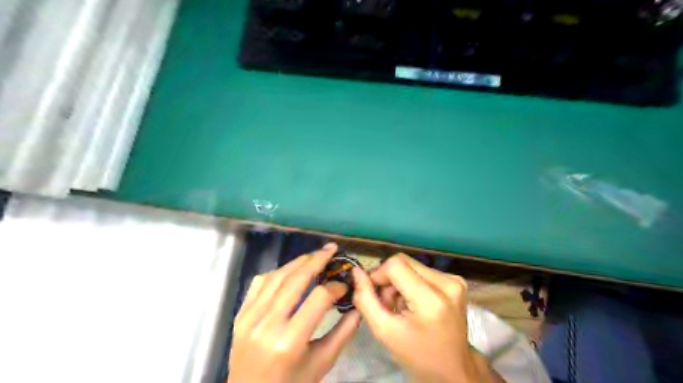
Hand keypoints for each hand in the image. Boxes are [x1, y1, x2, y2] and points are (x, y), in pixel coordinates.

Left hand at [229, 245, 359, 381]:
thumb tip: (358, 308)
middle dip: (317, 260)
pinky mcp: (240, 315)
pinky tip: (289, 270)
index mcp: (290, 341)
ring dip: (297, 261)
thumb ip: (342, 334)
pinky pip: (259, 283)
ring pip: (277, 276)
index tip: (344, 285)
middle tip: (331, 249)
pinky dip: (277, 272)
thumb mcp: (321, 364)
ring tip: (314, 255)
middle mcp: (267, 324)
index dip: (335, 287)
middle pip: (296, 279)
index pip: (318, 298)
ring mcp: (249, 317)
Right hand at [351, 254, 499, 382]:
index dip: (378, 275)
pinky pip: (422, 271)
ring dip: (399, 282)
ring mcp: (454, 281)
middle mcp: (448, 283)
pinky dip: (411, 284)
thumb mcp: (384, 331)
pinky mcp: (455, 282)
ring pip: (411, 265)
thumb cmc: (417, 355)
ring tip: (401, 307)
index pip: (395, 265)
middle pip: (403, 262)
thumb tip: (356, 272)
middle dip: (389, 280)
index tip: (374, 295)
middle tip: (387, 304)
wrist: (453, 371)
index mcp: (431, 299)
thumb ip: (365, 299)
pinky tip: (413, 304)